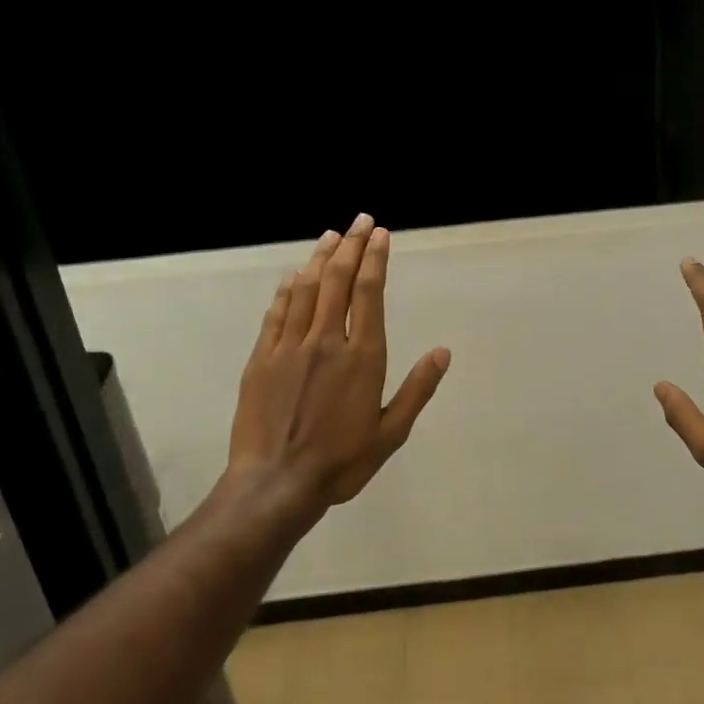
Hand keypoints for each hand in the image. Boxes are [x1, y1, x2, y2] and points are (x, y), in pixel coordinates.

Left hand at [228, 213, 450, 510]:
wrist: (277, 482)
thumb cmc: (342, 462)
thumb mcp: (391, 433)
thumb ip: (417, 390)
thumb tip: (442, 353)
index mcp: (362, 357)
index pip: (369, 293)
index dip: (375, 259)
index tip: (380, 235)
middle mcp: (326, 341)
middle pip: (338, 280)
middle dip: (351, 246)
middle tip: (359, 221)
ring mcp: (289, 347)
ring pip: (306, 289)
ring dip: (320, 259)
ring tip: (331, 236)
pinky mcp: (261, 359)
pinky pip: (276, 313)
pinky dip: (287, 289)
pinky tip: (294, 276)